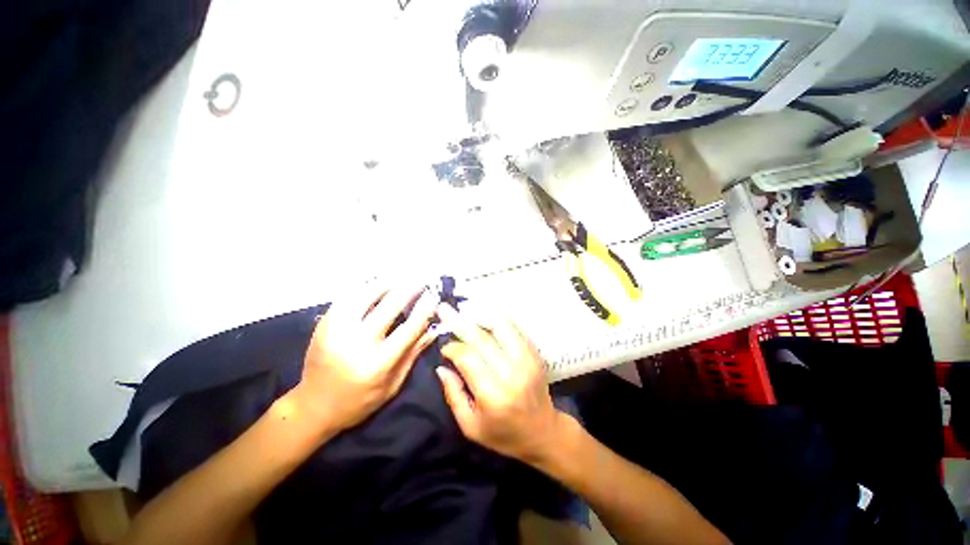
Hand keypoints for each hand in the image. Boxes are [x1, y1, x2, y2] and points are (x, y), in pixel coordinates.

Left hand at [291, 285, 437, 435]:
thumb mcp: (392, 384)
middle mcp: (356, 343)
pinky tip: (376, 281)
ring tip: (401, 274)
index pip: (408, 328)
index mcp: (377, 363)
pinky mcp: (324, 324)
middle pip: (389, 306)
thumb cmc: (359, 401)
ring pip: (366, 294)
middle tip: (422, 277)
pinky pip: (348, 296)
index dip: (424, 309)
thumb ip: (412, 354)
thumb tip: (433, 329)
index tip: (434, 295)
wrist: (313, 407)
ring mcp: (336, 330)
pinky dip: (365, 286)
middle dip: (410, 288)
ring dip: (387, 281)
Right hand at [435, 304, 565, 463]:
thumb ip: (453, 394)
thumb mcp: (470, 426)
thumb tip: (441, 366)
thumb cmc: (503, 434)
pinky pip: (514, 329)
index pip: (468, 358)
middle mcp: (512, 373)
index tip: (445, 347)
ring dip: (480, 315)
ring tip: (465, 309)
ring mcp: (526, 360)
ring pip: (501, 327)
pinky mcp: (534, 353)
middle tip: (445, 309)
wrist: (543, 432)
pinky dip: (497, 319)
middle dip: (460, 322)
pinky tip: (485, 315)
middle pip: (482, 339)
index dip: (453, 348)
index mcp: (493, 395)